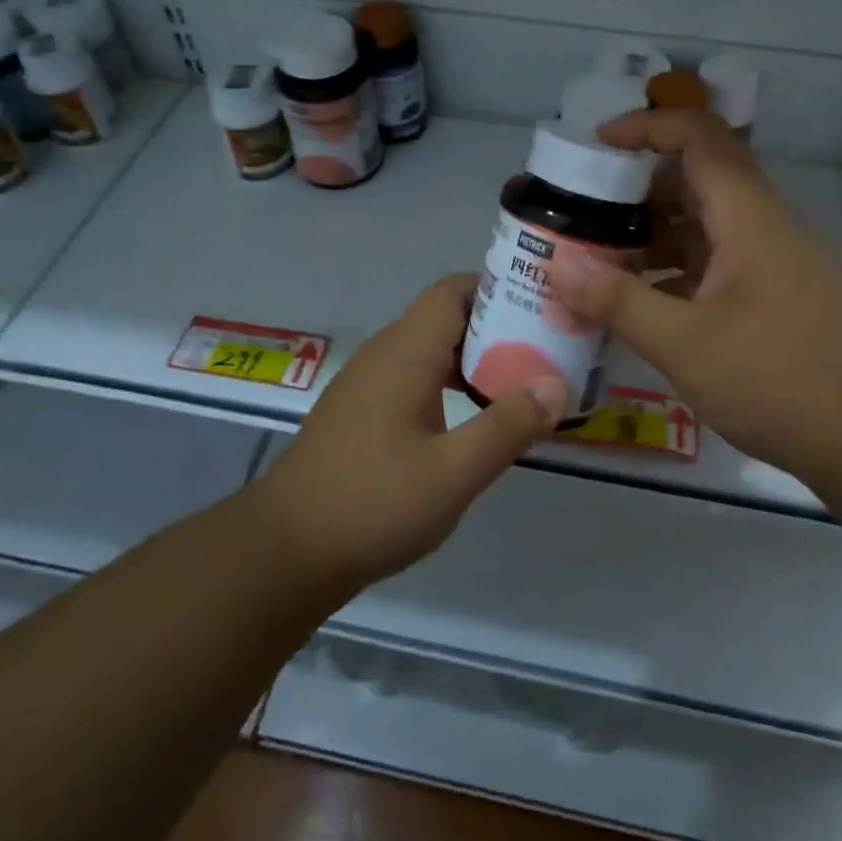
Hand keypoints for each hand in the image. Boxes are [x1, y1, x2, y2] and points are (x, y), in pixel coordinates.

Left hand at [258, 275, 568, 590]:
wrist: (285, 550)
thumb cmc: (372, 504)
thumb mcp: (452, 473)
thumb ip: (506, 426)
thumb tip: (556, 385)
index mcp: (406, 352)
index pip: (455, 290)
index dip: (500, 290)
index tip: (543, 310)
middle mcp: (386, 353)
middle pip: (447, 316)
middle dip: (498, 327)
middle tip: (545, 351)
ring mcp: (369, 382)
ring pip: (431, 348)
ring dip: (475, 359)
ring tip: (520, 383)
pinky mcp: (362, 410)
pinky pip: (415, 375)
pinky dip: (450, 382)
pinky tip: (473, 419)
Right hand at [552, 110, 841, 484]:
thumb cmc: (786, 382)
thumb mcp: (687, 344)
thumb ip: (618, 302)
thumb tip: (556, 265)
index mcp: (749, 217)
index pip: (698, 137)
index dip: (646, 127)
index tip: (596, 144)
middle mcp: (767, 228)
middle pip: (699, 180)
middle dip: (638, 191)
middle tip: (586, 216)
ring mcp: (779, 265)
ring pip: (708, 227)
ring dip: (656, 237)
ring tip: (603, 264)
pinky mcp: (784, 300)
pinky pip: (721, 265)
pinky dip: (679, 272)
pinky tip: (647, 308)